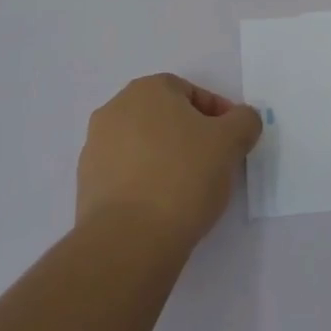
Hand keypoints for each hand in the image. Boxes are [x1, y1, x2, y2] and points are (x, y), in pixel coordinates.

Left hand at [77, 74, 262, 249]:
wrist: (128, 242)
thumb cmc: (183, 176)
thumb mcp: (231, 141)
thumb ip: (244, 121)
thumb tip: (242, 120)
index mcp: (147, 89)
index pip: (192, 93)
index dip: (218, 116)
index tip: (232, 143)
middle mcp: (115, 109)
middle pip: (165, 117)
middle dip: (190, 136)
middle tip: (213, 164)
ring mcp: (95, 148)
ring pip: (144, 146)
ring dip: (166, 159)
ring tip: (188, 191)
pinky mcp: (86, 186)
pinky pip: (126, 175)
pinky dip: (145, 183)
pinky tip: (162, 208)